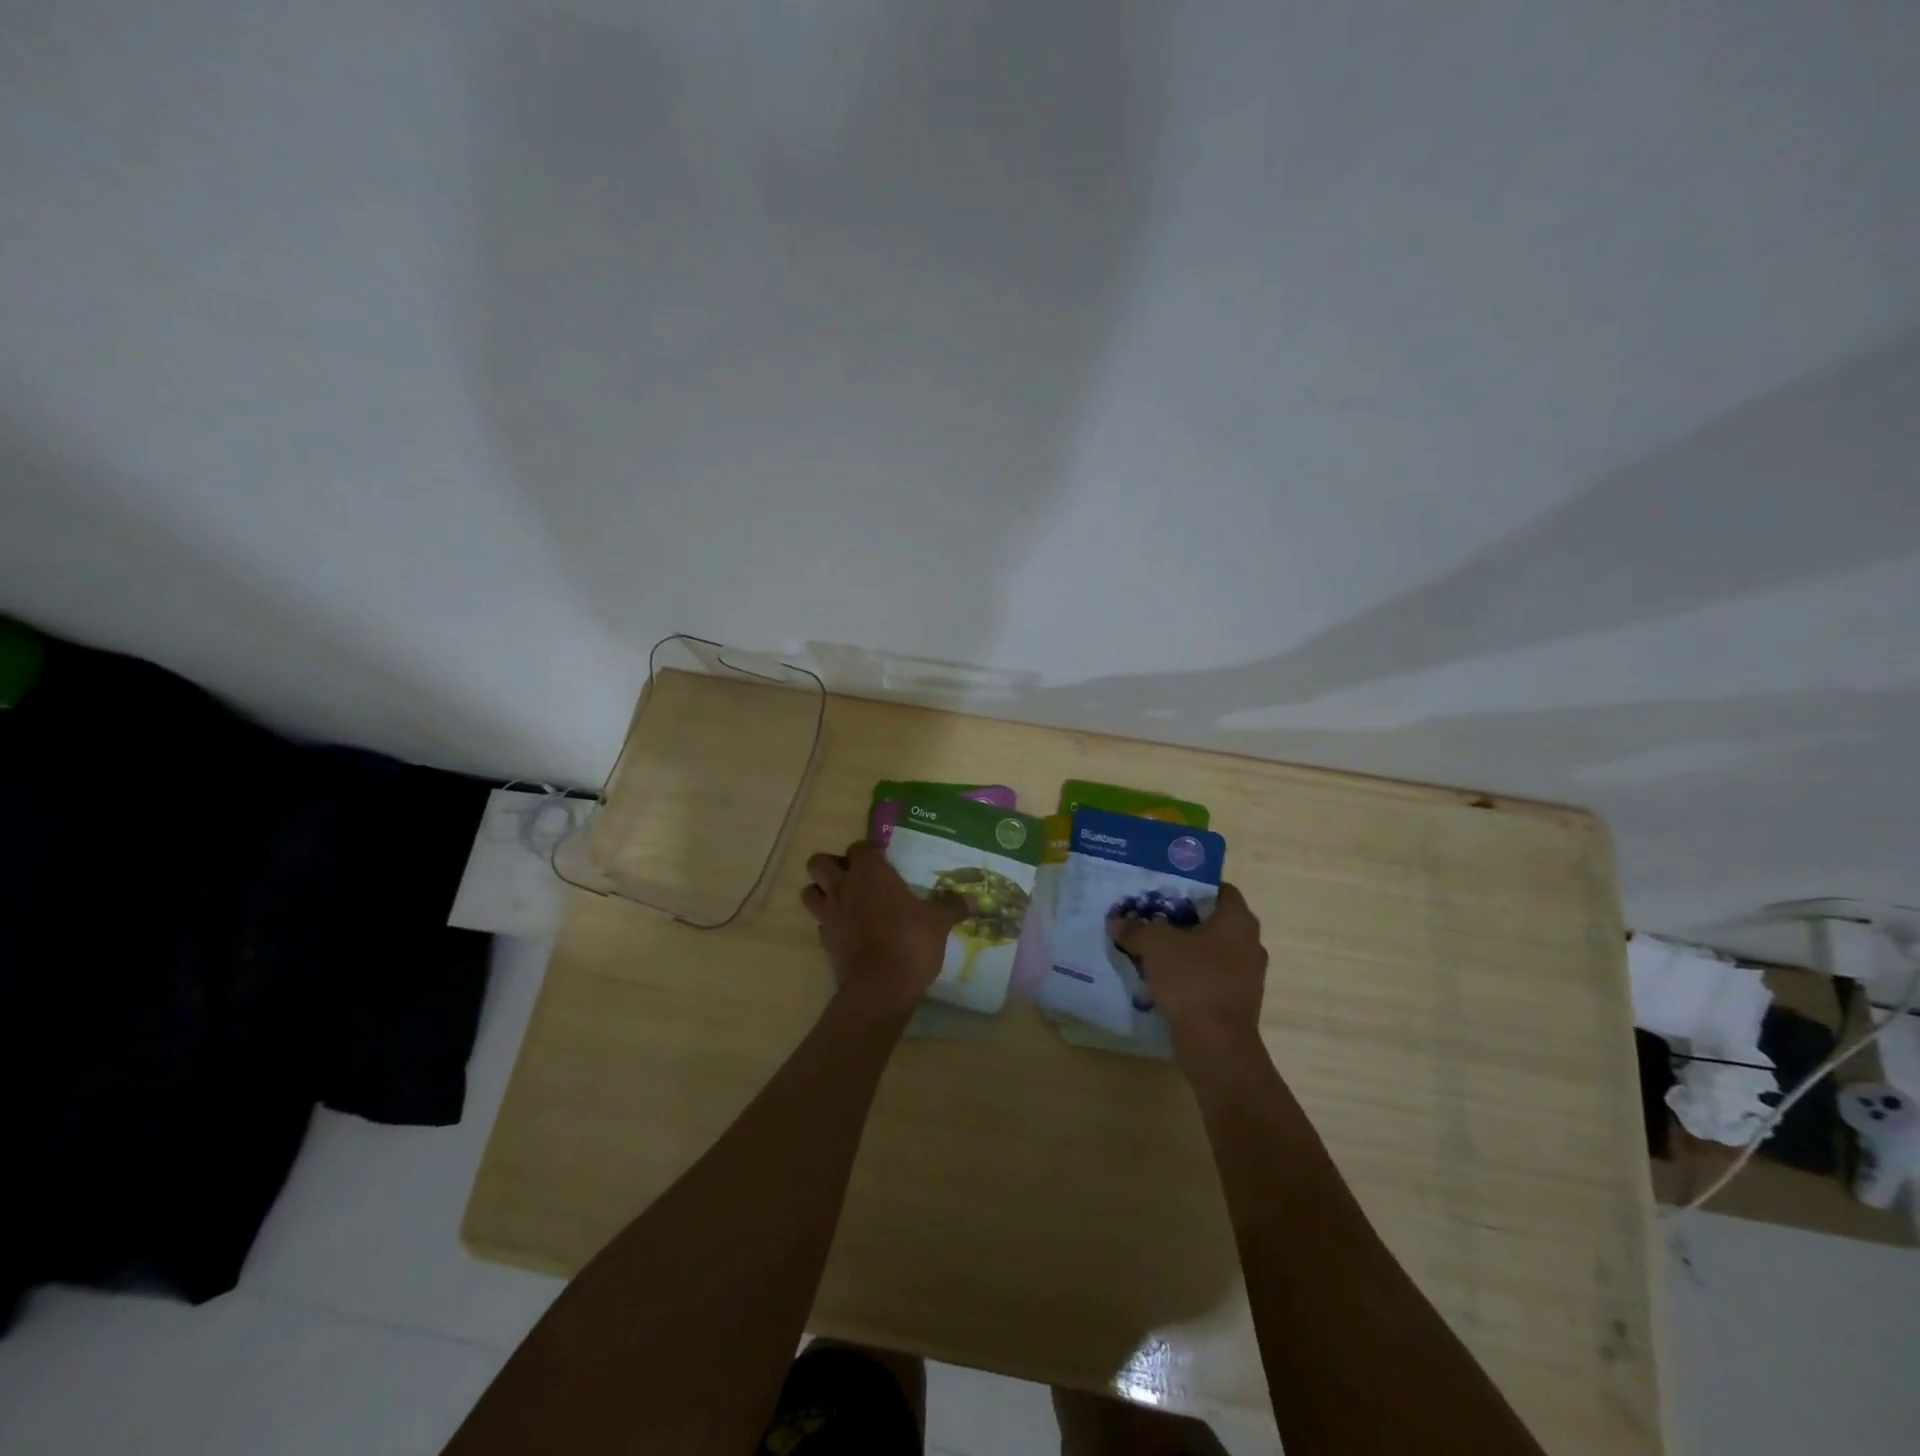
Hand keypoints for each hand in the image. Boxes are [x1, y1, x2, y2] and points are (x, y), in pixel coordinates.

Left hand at [801, 842, 961, 1019]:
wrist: (880, 989)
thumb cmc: (910, 943)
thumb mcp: (938, 923)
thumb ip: (951, 907)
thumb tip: (972, 901)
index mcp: (870, 873)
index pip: (858, 847)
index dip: (869, 852)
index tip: (884, 862)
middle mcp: (843, 887)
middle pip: (819, 862)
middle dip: (832, 865)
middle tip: (855, 877)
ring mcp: (829, 915)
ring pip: (809, 891)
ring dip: (821, 891)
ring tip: (844, 900)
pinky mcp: (824, 941)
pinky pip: (820, 922)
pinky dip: (829, 922)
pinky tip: (848, 930)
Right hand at [1109, 883, 1267, 1060]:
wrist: (1216, 1044)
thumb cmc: (1192, 980)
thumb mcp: (1154, 945)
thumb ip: (1135, 929)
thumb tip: (1117, 922)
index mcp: (1238, 921)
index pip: (1219, 889)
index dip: (1192, 886)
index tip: (1165, 890)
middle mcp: (1249, 943)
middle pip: (1213, 920)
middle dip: (1182, 918)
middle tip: (1151, 916)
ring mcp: (1246, 975)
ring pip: (1210, 950)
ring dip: (1184, 948)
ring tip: (1152, 948)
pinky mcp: (1236, 1001)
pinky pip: (1210, 976)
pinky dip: (1189, 974)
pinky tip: (1162, 978)